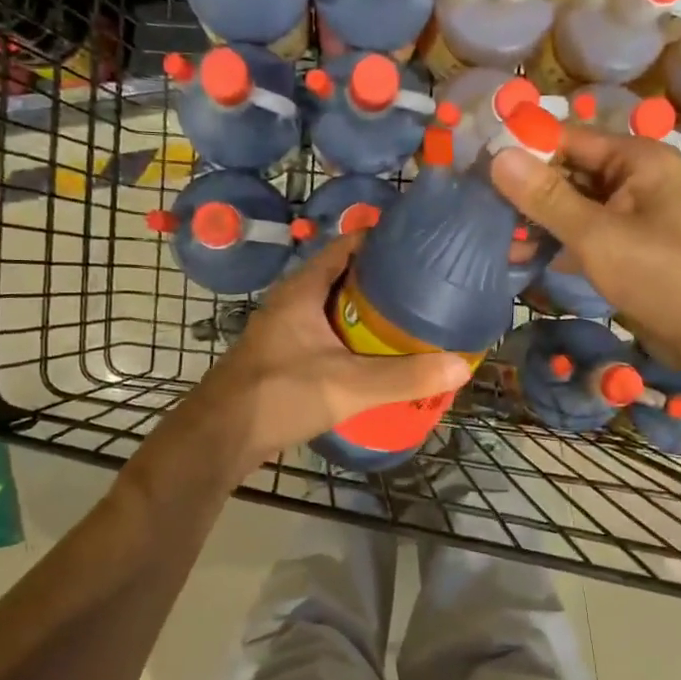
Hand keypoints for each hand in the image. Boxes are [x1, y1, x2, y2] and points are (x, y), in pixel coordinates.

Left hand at [183, 233, 471, 473]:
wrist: (219, 438)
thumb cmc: (279, 395)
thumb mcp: (348, 385)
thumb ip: (404, 377)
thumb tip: (461, 365)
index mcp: (302, 290)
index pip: (345, 246)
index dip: (380, 240)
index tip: (418, 245)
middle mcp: (292, 302)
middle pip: (344, 277)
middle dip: (382, 280)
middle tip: (425, 288)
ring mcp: (285, 331)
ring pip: (334, 309)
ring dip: (368, 313)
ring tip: (410, 320)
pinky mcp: (284, 357)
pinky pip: (327, 335)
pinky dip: (353, 338)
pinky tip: (376, 357)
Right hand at [491, 124, 680, 375]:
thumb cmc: (661, 276)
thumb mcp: (597, 235)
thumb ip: (547, 198)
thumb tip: (498, 157)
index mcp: (637, 159)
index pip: (570, 138)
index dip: (525, 149)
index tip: (479, 163)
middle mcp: (634, 178)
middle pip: (569, 171)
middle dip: (527, 190)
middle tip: (479, 206)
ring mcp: (630, 214)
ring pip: (572, 206)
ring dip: (537, 221)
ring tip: (496, 237)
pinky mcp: (625, 246)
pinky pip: (582, 232)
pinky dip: (556, 242)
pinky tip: (522, 257)